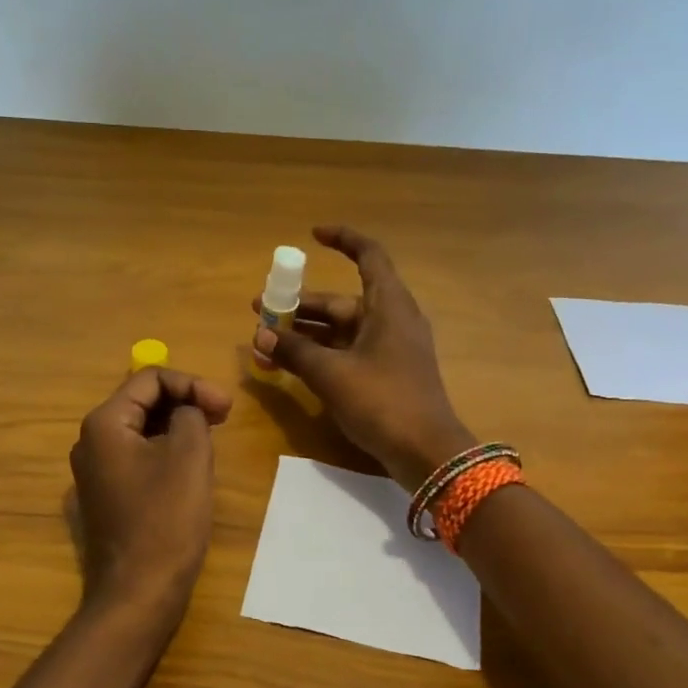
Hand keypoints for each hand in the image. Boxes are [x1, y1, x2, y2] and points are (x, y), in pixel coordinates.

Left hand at [69, 368, 232, 608]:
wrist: (138, 593)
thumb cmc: (166, 521)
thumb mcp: (190, 456)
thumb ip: (191, 415)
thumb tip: (186, 411)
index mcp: (105, 424)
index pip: (149, 379)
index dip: (192, 384)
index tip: (227, 407)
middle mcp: (91, 441)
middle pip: (142, 401)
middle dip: (185, 402)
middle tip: (223, 417)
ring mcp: (95, 471)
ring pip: (141, 429)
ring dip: (177, 426)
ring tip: (212, 438)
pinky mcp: (106, 495)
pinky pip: (137, 457)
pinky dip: (165, 450)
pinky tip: (191, 466)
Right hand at [252, 225, 475, 491]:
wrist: (426, 452)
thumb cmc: (382, 401)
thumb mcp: (331, 374)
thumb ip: (294, 352)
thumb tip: (261, 334)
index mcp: (388, 306)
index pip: (368, 256)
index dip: (343, 239)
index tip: (312, 235)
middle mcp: (391, 320)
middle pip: (342, 301)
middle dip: (300, 305)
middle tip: (261, 310)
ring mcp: (390, 350)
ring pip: (341, 331)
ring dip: (305, 335)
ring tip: (265, 342)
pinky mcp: (386, 375)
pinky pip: (347, 353)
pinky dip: (320, 355)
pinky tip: (289, 366)